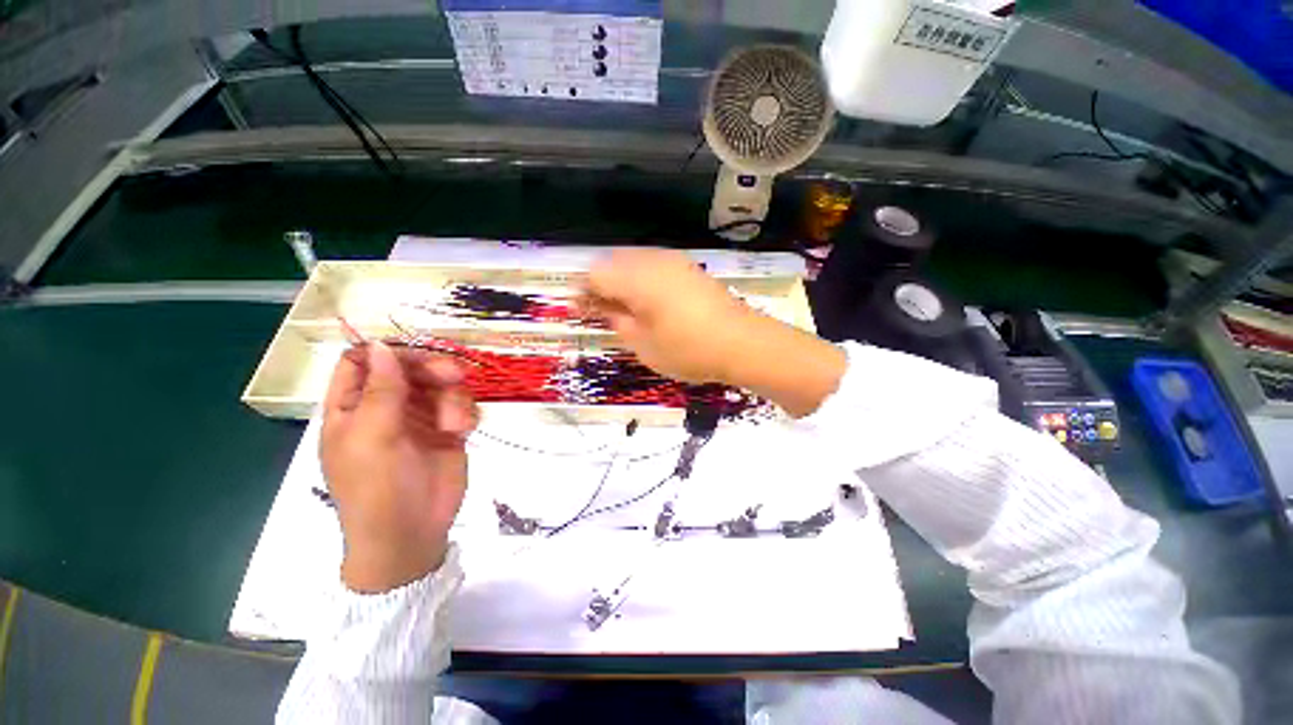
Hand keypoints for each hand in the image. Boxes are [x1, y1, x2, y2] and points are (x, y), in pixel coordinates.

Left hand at [320, 341, 478, 592]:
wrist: (412, 533)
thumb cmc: (376, 488)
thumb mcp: (371, 438)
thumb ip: (379, 391)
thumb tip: (380, 346)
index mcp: (353, 408)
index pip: (362, 363)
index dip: (385, 352)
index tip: (413, 352)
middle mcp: (387, 408)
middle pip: (410, 369)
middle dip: (433, 369)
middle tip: (454, 375)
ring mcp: (421, 419)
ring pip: (442, 386)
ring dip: (453, 399)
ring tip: (456, 424)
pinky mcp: (449, 431)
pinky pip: (463, 406)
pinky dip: (467, 413)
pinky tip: (464, 431)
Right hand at [583, 248, 761, 383]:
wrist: (743, 343)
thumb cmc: (688, 350)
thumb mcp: (643, 345)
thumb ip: (617, 321)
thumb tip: (602, 309)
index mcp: (636, 278)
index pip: (595, 274)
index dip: (582, 291)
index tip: (578, 311)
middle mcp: (652, 261)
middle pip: (612, 262)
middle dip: (600, 284)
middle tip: (599, 312)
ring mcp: (674, 261)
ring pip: (633, 262)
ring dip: (621, 281)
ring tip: (623, 309)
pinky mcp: (689, 268)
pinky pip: (654, 266)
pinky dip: (642, 280)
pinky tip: (648, 302)